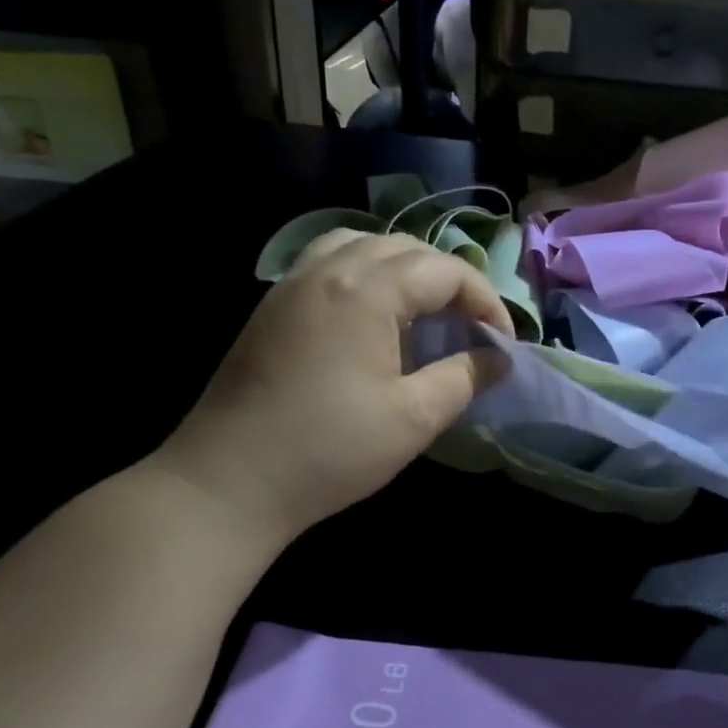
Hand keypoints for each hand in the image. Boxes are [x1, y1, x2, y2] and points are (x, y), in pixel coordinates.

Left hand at [156, 231, 511, 548]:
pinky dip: (364, 271)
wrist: (226, 482)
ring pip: (362, 244)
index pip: (444, 270)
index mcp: (367, 290)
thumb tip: (498, 358)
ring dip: (404, 268)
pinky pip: (328, 261)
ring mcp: (293, 283)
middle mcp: (328, 270)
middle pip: (406, 248)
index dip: (484, 300)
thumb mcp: (413, 418)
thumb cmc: (328, 451)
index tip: (502, 342)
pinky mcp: (272, 305)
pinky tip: (370, 314)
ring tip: (421, 309)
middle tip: (467, 325)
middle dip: (448, 280)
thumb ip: (464, 377)